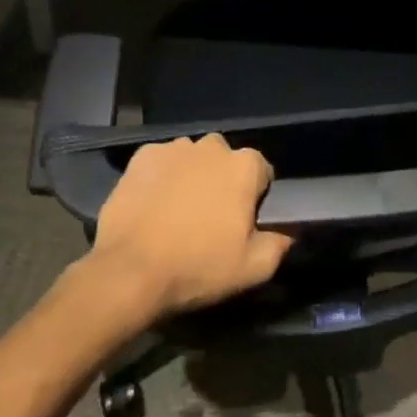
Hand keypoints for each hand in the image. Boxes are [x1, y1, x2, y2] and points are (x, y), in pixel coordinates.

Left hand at [88, 134, 293, 319]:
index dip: (254, 196)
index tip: (241, 221)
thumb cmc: (197, 267)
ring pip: (192, 158)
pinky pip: (160, 162)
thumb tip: (288, 234)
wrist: (129, 271)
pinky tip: (152, 204)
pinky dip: (160, 177)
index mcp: (244, 166)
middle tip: (208, 217)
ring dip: (191, 176)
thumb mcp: (251, 269)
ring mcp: (175, 148)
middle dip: (221, 180)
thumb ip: (278, 246)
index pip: (261, 171)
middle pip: (225, 160)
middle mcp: (212, 146)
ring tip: (177, 211)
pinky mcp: (143, 156)